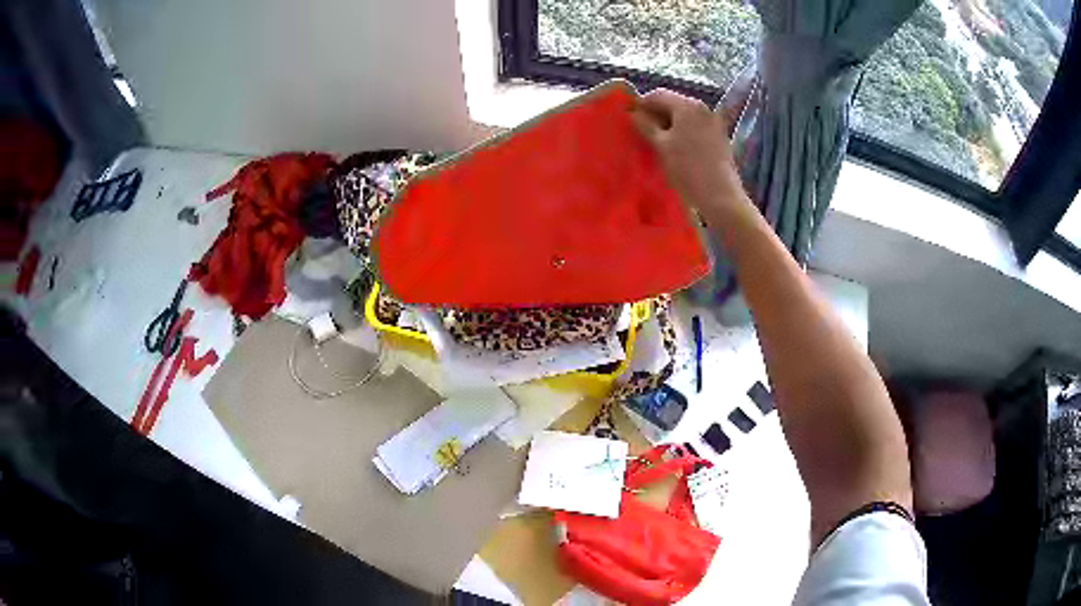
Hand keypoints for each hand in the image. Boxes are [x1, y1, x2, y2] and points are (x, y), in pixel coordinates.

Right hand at [631, 89, 749, 219]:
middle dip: (655, 115)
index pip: (657, 95)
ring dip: (668, 125)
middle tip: (641, 133)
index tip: (629, 119)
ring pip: (684, 116)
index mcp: (687, 105)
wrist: (720, 196)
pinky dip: (682, 132)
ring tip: (656, 143)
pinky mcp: (719, 137)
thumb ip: (645, 125)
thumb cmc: (687, 169)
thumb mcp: (661, 146)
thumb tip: (631, 113)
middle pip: (672, 103)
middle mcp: (703, 108)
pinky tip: (675, 149)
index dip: (641, 105)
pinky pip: (695, 127)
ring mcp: (713, 122)